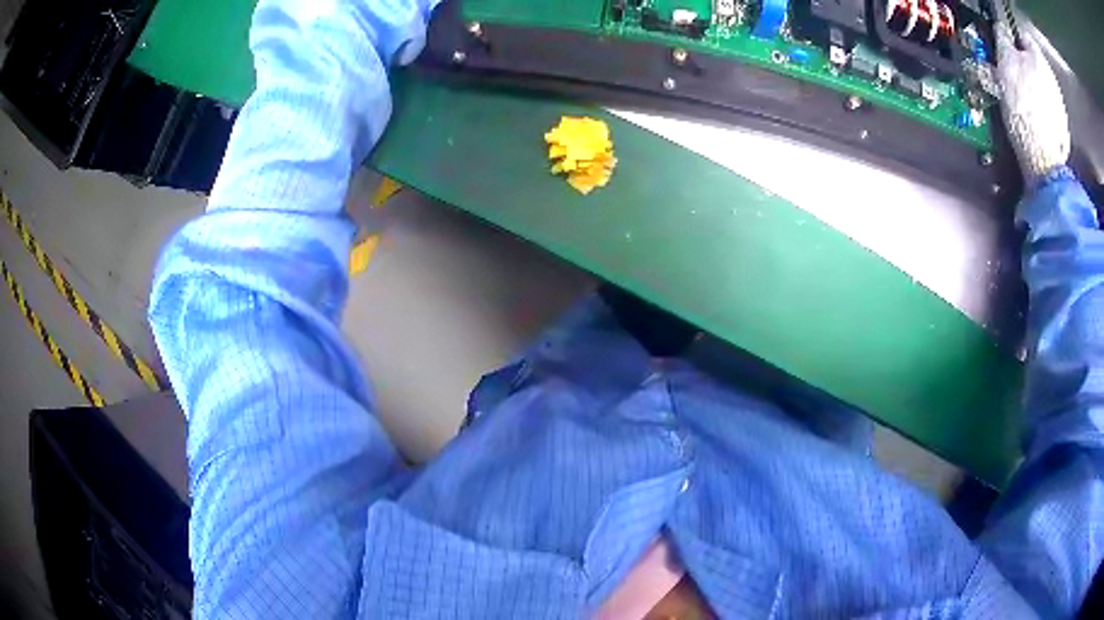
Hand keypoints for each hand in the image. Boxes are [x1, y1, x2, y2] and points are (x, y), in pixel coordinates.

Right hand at [994, 22, 1070, 186]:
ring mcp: (1060, 107)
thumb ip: (1004, 40)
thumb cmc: (1023, 107)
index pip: (1021, 35)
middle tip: (1007, 77)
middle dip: (1021, 67)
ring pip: (1040, 88)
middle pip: (1033, 64)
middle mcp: (1052, 79)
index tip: (1001, 48)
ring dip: (1030, 90)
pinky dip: (1039, 112)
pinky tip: (1032, 121)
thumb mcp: (1005, 64)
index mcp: (1038, 58)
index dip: (1010, 38)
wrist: (1044, 163)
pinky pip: (1048, 111)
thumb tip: (1002, 31)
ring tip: (1018, 103)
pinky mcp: (1062, 130)